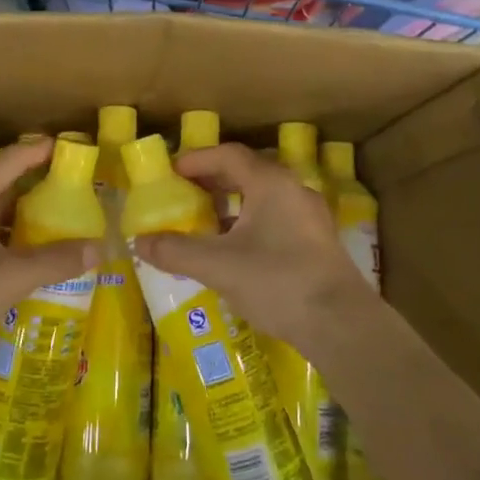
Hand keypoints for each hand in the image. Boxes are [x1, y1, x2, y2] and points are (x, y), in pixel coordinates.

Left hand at [0, 138, 97, 356]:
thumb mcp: (12, 276)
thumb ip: (56, 260)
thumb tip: (99, 248)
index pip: (11, 159)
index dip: (40, 151)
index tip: (70, 148)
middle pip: (1, 180)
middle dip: (34, 179)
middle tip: (70, 182)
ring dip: (20, 209)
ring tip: (55, 213)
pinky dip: (8, 234)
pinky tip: (28, 250)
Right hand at [131, 143, 362, 350]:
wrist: (341, 324)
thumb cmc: (276, 281)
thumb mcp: (217, 266)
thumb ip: (175, 251)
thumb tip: (138, 242)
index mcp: (271, 183)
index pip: (229, 155)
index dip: (197, 159)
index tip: (172, 171)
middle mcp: (294, 190)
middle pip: (248, 172)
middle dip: (213, 180)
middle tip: (185, 193)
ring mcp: (311, 217)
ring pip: (264, 197)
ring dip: (233, 204)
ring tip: (207, 222)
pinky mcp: (319, 243)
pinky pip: (277, 218)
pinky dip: (251, 222)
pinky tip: (237, 249)